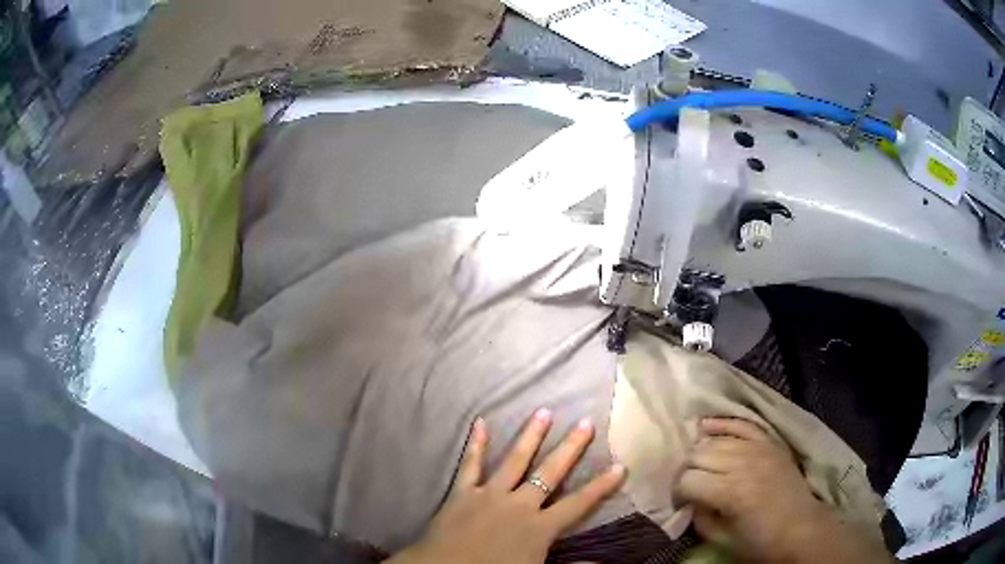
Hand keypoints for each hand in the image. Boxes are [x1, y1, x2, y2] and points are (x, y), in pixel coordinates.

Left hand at [386, 409, 625, 563]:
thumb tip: (601, 562)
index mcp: (539, 527)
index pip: (579, 503)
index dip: (601, 486)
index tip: (620, 465)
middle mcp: (519, 505)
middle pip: (550, 473)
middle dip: (570, 448)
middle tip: (585, 422)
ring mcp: (489, 495)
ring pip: (515, 461)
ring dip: (530, 436)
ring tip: (544, 412)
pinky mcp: (462, 493)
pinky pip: (470, 465)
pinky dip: (476, 444)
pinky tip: (480, 422)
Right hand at [675, 418, 891, 563]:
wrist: (800, 528)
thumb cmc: (761, 541)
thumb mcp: (723, 539)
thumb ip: (700, 518)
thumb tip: (687, 503)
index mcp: (731, 492)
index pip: (688, 480)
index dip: (677, 492)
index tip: (679, 502)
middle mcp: (743, 463)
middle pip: (698, 454)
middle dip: (686, 470)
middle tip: (686, 485)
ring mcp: (759, 448)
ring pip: (716, 439)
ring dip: (700, 451)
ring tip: (697, 465)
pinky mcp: (770, 442)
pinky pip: (742, 423)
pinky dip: (723, 423)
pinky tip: (706, 425)